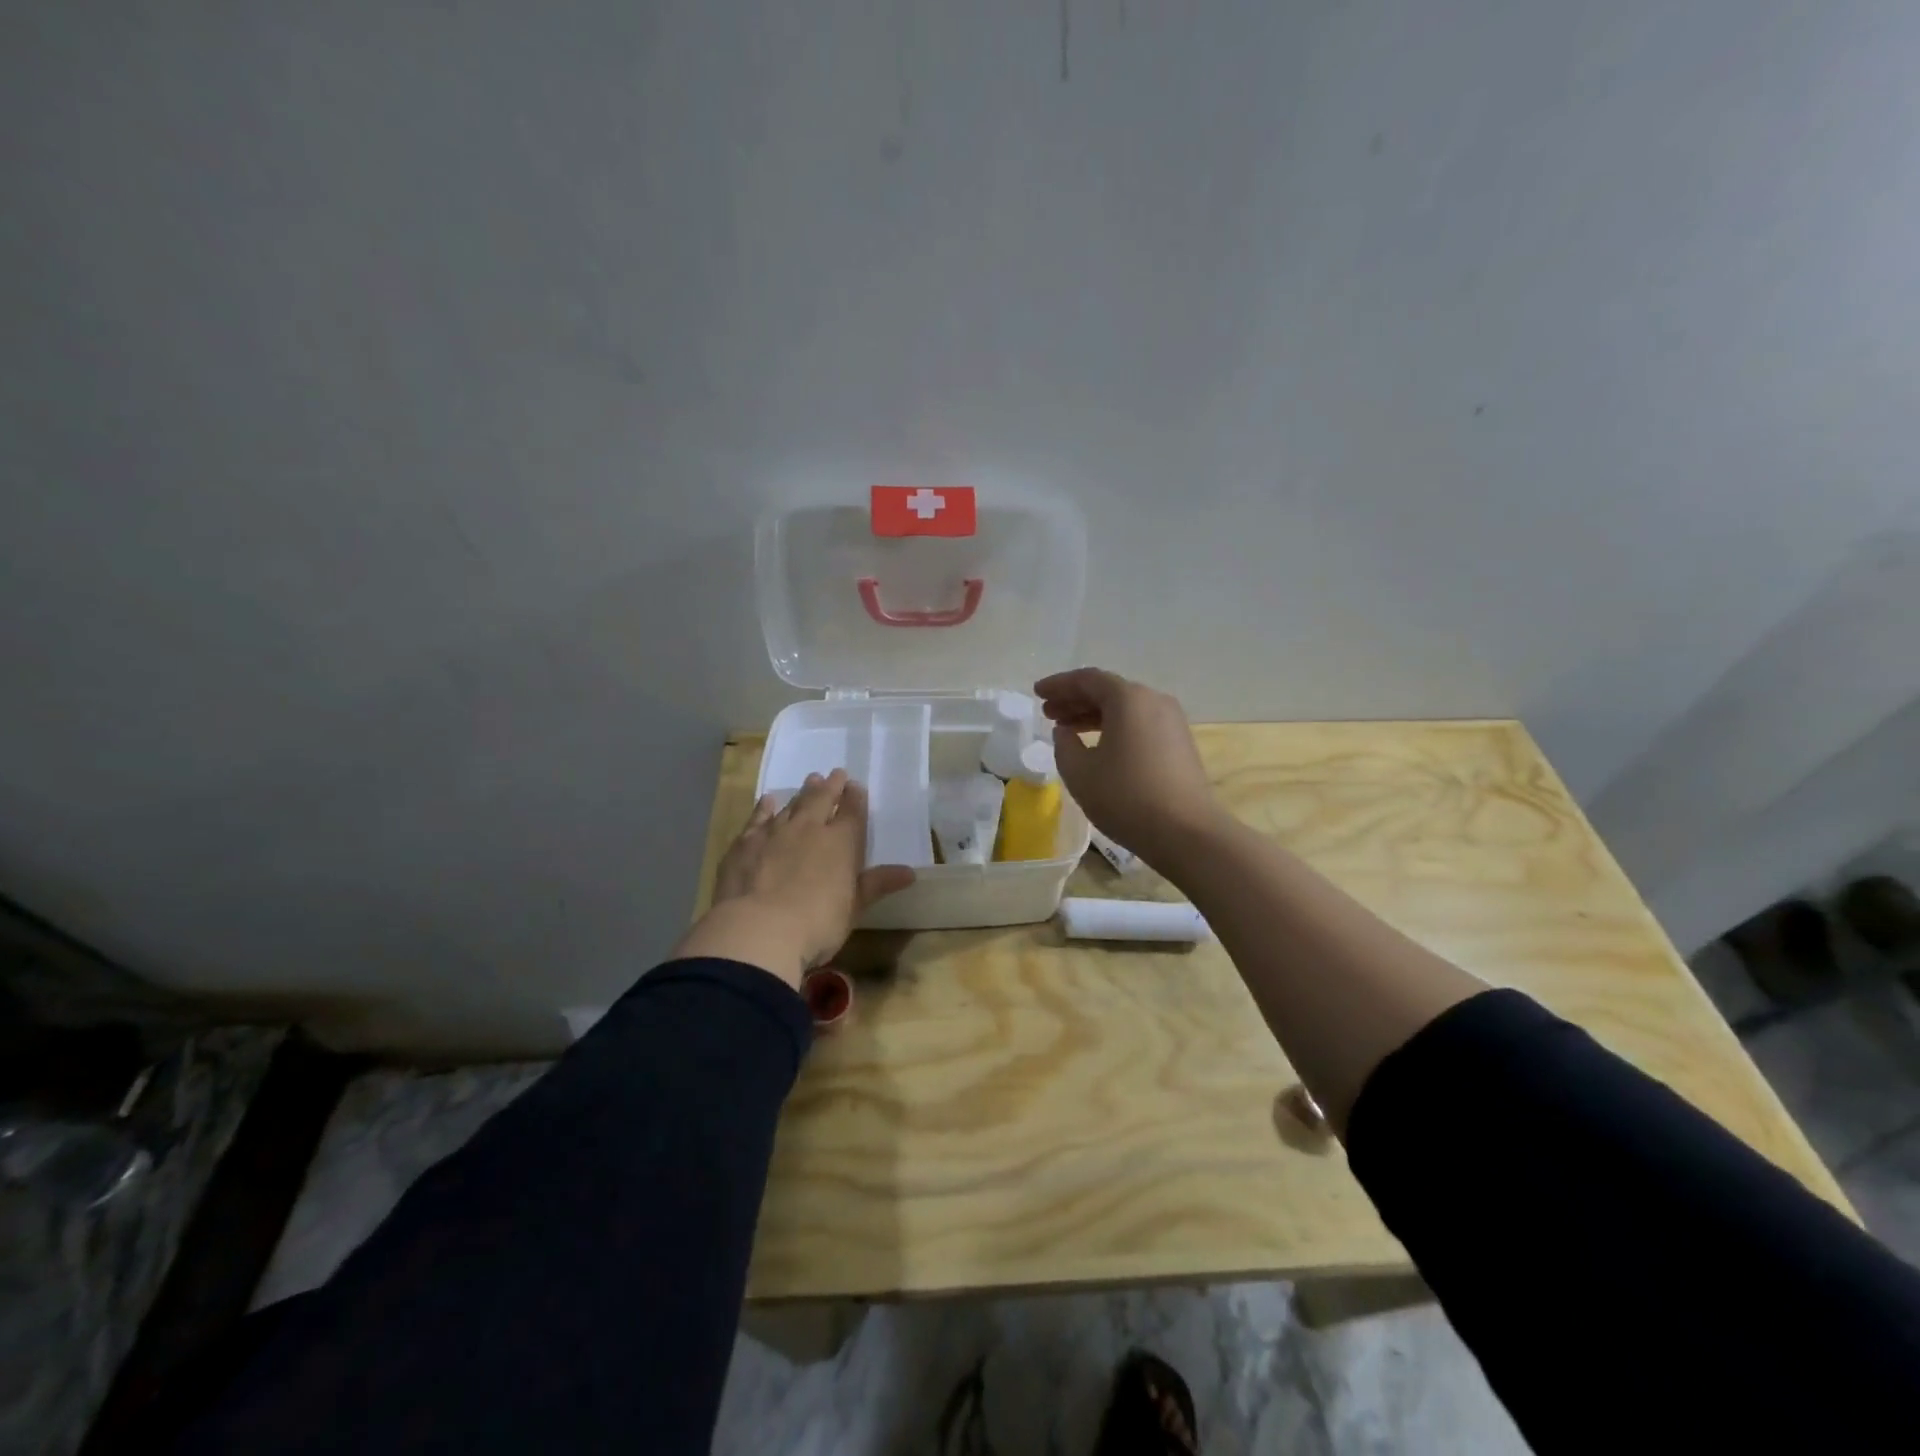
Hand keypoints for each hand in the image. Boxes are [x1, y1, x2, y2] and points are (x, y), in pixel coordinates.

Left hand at [673, 769, 915, 987]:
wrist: (759, 929)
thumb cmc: (817, 923)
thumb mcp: (854, 908)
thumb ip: (878, 885)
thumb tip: (910, 872)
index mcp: (841, 843)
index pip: (852, 812)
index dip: (855, 797)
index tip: (856, 786)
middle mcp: (810, 828)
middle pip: (822, 799)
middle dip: (831, 786)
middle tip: (835, 774)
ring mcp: (775, 832)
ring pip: (792, 805)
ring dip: (803, 792)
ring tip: (811, 781)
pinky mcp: (745, 843)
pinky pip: (758, 817)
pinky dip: (765, 807)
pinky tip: (768, 801)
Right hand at [1033, 668, 1222, 861]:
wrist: (1187, 832)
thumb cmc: (1126, 797)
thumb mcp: (1079, 772)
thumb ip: (1064, 745)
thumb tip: (1065, 732)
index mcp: (1128, 698)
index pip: (1087, 679)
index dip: (1059, 685)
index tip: (1037, 693)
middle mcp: (1153, 700)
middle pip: (1108, 691)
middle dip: (1075, 699)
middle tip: (1048, 713)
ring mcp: (1171, 721)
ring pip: (1125, 708)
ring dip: (1094, 715)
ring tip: (1067, 730)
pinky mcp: (1179, 743)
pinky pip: (1139, 723)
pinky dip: (1114, 727)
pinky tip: (1098, 746)